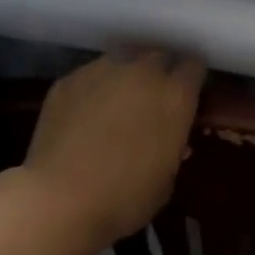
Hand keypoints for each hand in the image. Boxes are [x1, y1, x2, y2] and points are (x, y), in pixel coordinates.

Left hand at [22, 50, 204, 251]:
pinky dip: (96, 87)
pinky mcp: (69, 80)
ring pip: (124, 58)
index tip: (188, 96)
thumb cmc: (125, 197)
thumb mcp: (168, 177)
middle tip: (155, 98)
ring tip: (120, 100)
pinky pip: (91, 74)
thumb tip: (169, 137)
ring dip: (128, 74)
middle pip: (159, 55)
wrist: (60, 198)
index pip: (194, 66)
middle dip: (161, 72)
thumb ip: (173, 145)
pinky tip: (87, 111)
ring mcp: (102, 71)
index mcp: (175, 95)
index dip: (191, 80)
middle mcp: (142, 72)